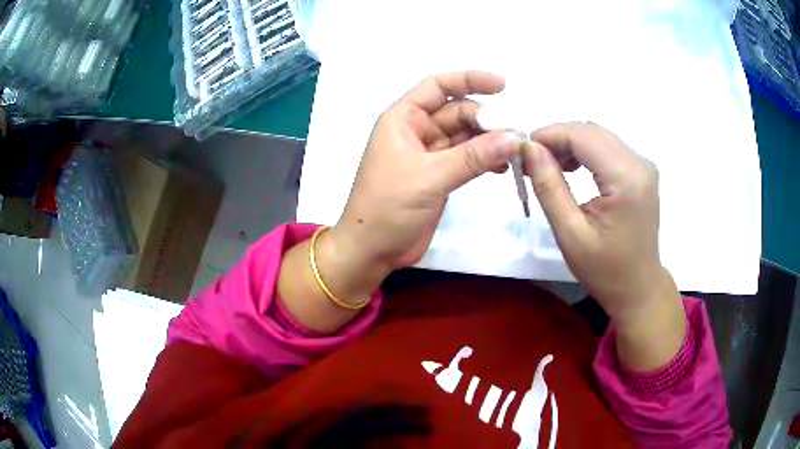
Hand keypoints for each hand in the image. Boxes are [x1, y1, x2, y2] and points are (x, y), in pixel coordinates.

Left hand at [330, 71, 520, 269]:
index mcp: (404, 119)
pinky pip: (468, 159)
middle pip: (459, 112)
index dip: (469, 79)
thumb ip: (473, 157)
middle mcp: (417, 130)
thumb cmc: (388, 206)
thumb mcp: (430, 176)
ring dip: (491, 141)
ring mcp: (430, 154)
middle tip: (515, 135)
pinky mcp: (440, 175)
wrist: (372, 250)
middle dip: (487, 119)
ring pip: (466, 136)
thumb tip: (514, 138)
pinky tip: (503, 168)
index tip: (503, 86)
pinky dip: (485, 160)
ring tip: (515, 152)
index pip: (438, 86)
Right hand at [523, 123, 684, 370]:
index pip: (582, 136)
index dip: (549, 135)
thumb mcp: (570, 234)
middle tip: (531, 160)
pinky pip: (608, 147)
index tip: (522, 150)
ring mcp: (643, 165)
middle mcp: (640, 163)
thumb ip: (549, 187)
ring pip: (598, 136)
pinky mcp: (641, 170)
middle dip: (557, 138)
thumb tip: (529, 148)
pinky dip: (585, 151)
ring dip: (570, 144)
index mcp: (626, 179)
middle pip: (591, 131)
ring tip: (549, 166)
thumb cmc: (605, 270)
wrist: (638, 287)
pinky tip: (572, 168)